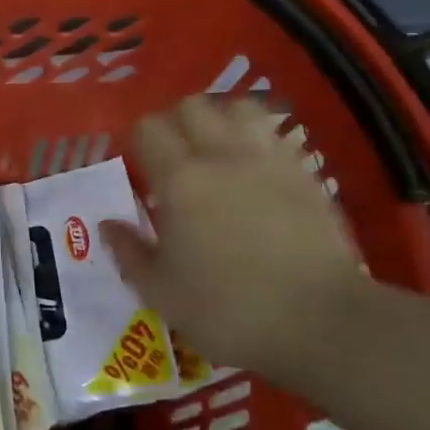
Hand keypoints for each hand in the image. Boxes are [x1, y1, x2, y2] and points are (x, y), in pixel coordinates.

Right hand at [101, 95, 371, 378]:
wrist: (321, 323)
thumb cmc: (229, 311)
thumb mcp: (162, 293)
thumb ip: (129, 252)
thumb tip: (108, 223)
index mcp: (179, 180)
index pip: (148, 128)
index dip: (138, 141)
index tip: (139, 168)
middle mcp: (221, 156)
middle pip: (191, 106)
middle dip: (176, 123)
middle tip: (174, 157)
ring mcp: (268, 160)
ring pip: (239, 107)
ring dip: (222, 120)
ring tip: (217, 151)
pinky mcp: (304, 173)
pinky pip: (275, 134)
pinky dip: (258, 140)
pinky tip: (256, 169)